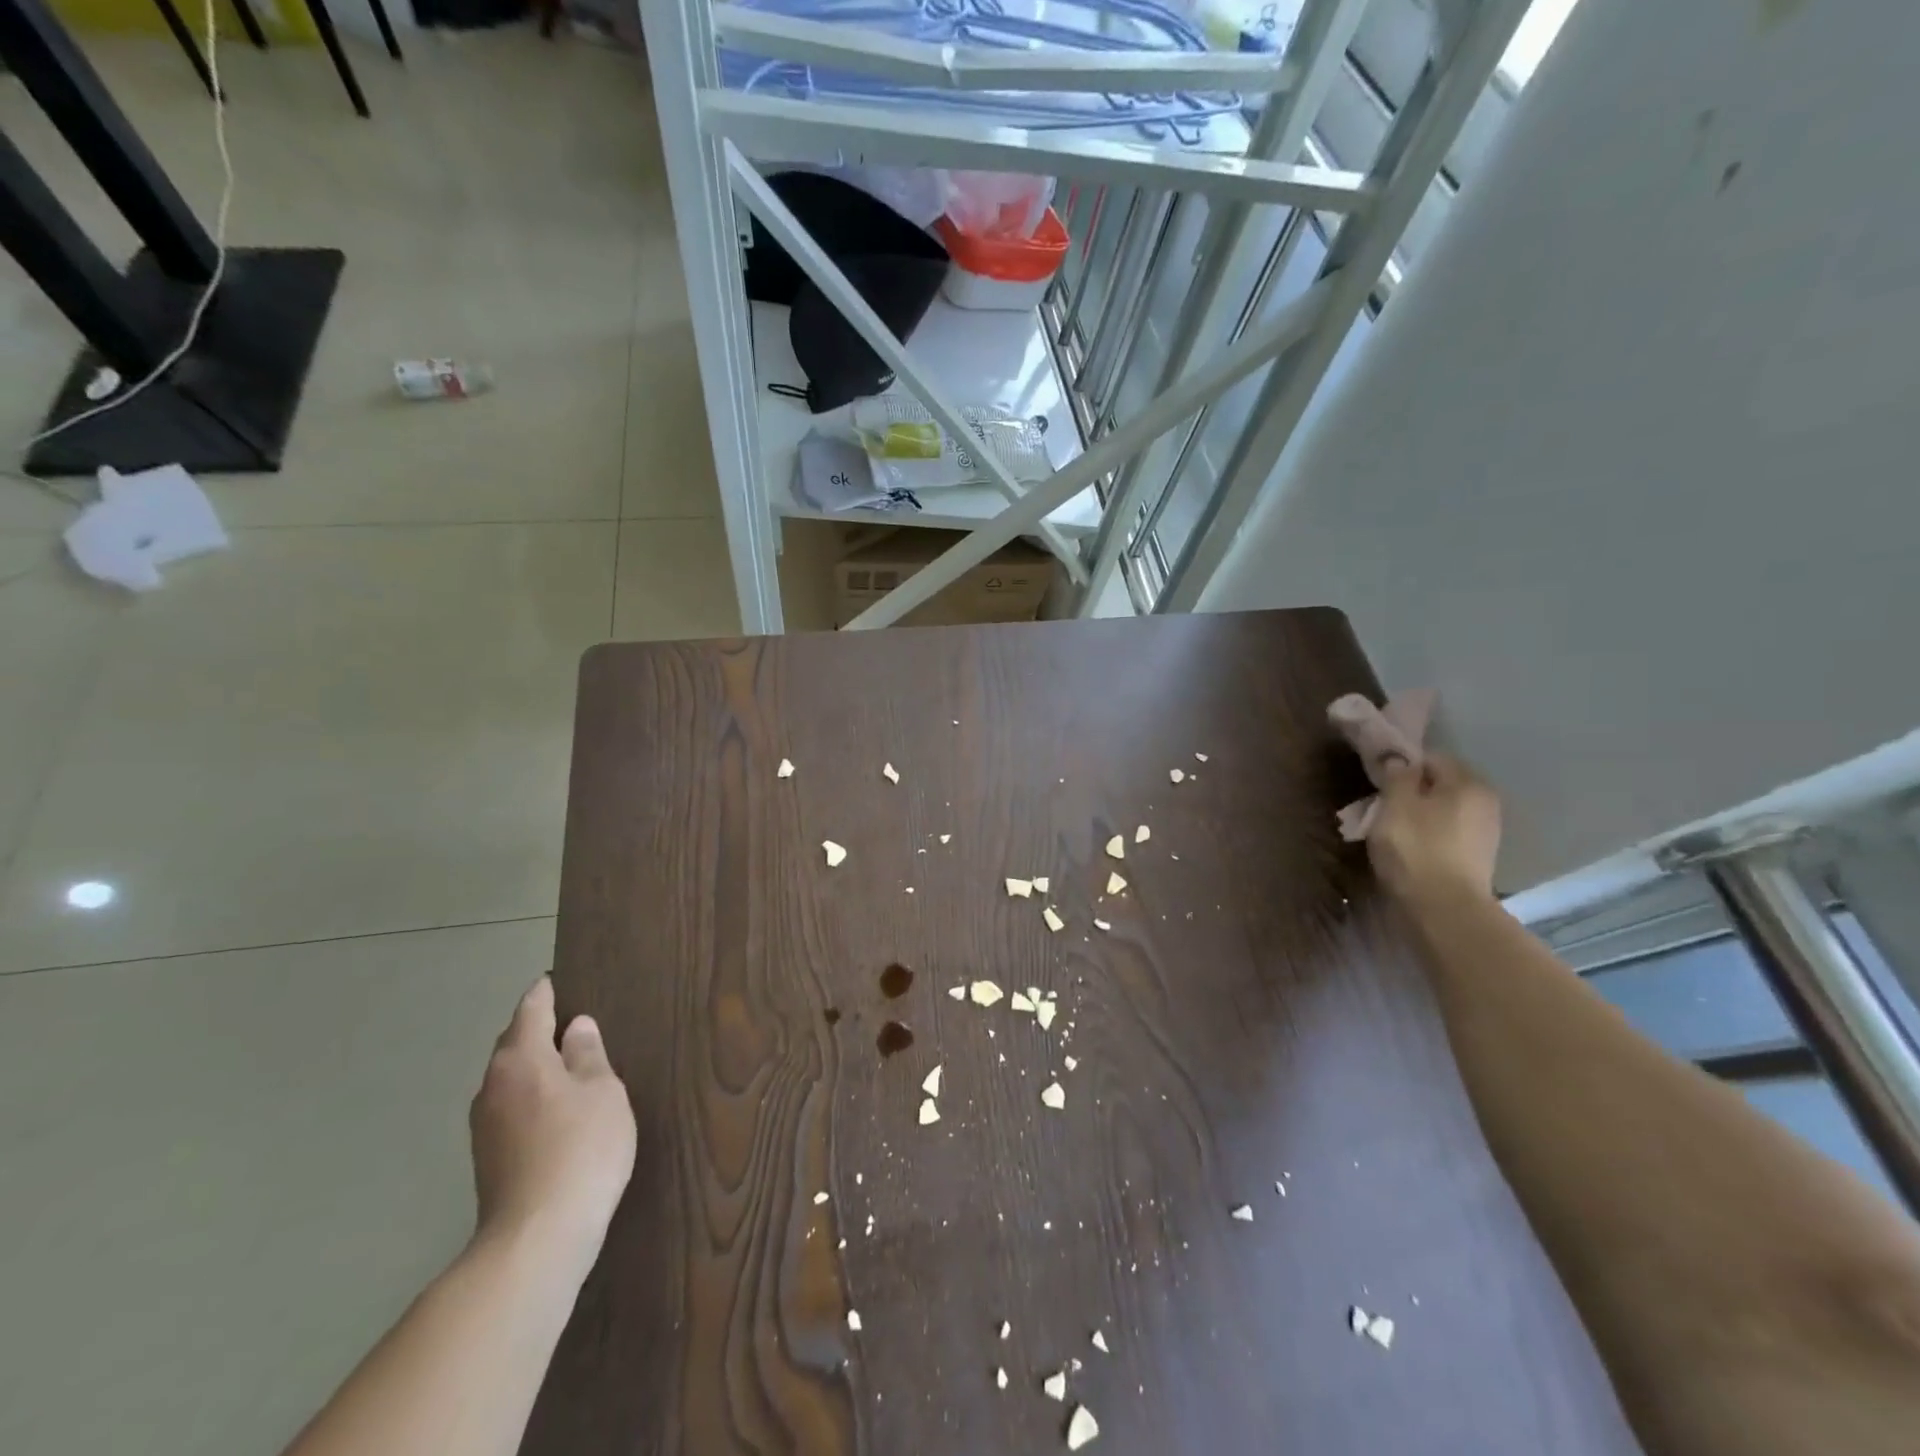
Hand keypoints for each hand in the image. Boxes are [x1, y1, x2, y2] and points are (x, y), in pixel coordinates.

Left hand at [469, 978, 635, 1276]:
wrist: (537, 1237)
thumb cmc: (581, 1147)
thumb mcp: (602, 1090)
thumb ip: (589, 1054)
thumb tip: (577, 1027)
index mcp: (520, 1059)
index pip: (531, 1010)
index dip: (546, 993)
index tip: (556, 980)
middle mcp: (492, 1085)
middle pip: (514, 1044)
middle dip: (537, 1030)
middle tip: (571, 1022)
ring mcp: (484, 1125)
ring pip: (510, 1079)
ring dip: (534, 1067)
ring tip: (569, 1065)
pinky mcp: (488, 1158)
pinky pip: (511, 1108)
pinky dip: (531, 1096)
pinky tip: (557, 1110)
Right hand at [1366, 752, 1501, 904]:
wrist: (1444, 909)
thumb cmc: (1415, 849)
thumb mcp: (1395, 804)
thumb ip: (1397, 775)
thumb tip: (1399, 758)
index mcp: (1468, 782)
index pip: (1431, 758)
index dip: (1401, 766)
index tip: (1377, 783)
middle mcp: (1485, 802)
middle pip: (1439, 785)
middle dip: (1410, 792)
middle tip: (1379, 807)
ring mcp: (1485, 832)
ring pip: (1442, 810)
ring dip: (1417, 814)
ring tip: (1390, 831)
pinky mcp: (1478, 857)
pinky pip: (1447, 833)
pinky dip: (1428, 835)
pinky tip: (1410, 849)